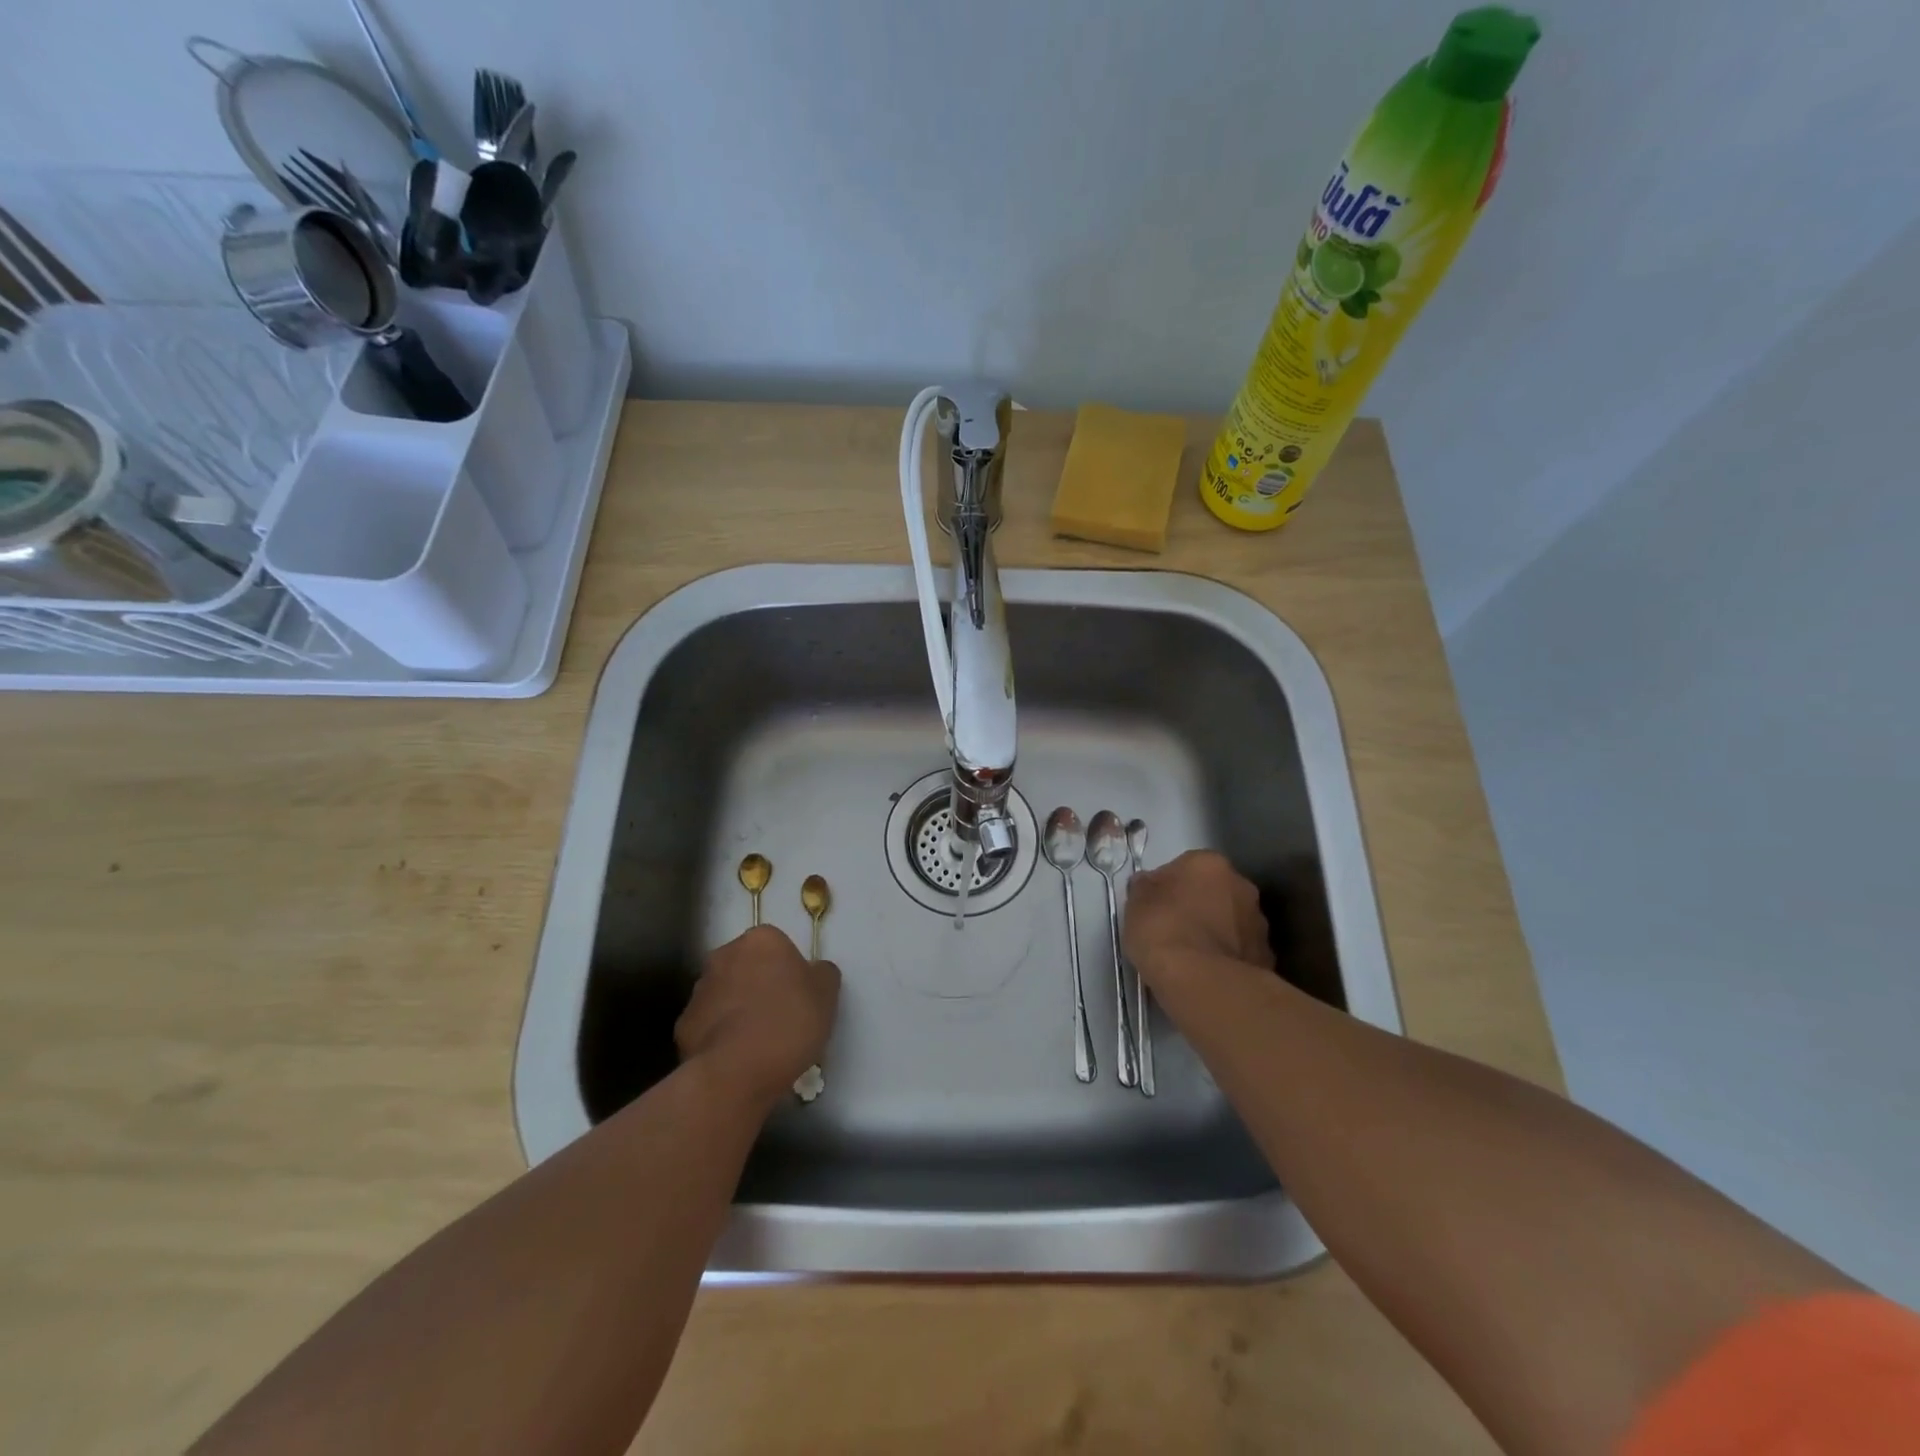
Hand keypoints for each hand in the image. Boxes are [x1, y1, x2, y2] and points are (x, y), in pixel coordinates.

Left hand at [675, 926, 839, 1110]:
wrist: (737, 1072)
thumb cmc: (789, 1022)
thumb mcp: (827, 994)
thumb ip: (821, 974)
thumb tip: (813, 972)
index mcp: (761, 940)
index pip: (777, 945)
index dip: (789, 969)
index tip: (799, 995)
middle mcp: (724, 955)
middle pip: (747, 965)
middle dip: (759, 984)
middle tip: (780, 1015)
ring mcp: (699, 990)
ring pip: (725, 994)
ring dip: (738, 1008)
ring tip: (758, 1042)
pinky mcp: (682, 1025)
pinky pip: (709, 1024)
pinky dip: (720, 1035)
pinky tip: (737, 1058)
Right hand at [1123, 850, 1272, 999]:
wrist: (1203, 982)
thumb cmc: (1163, 931)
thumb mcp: (1135, 903)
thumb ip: (1144, 888)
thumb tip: (1148, 884)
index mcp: (1209, 863)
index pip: (1185, 867)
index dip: (1168, 887)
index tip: (1154, 908)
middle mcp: (1241, 885)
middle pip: (1213, 891)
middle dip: (1197, 906)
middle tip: (1173, 930)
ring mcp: (1258, 922)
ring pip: (1230, 921)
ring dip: (1215, 931)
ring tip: (1191, 957)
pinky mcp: (1266, 956)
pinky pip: (1239, 950)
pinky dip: (1226, 957)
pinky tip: (1207, 974)